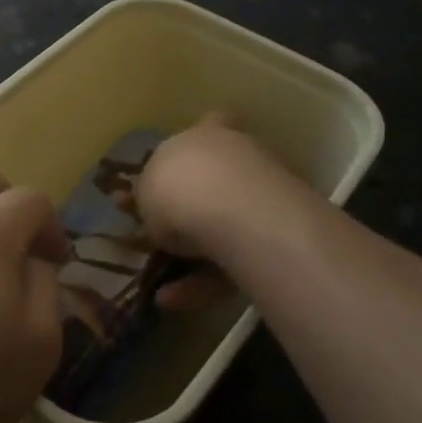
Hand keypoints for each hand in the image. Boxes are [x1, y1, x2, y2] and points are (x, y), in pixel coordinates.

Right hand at [136, 118, 291, 309]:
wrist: (233, 212)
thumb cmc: (179, 187)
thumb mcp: (145, 189)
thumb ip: (149, 192)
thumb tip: (151, 200)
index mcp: (208, 134)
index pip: (211, 122)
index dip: (199, 143)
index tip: (184, 164)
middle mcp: (241, 157)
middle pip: (217, 181)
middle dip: (195, 209)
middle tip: (165, 238)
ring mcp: (264, 196)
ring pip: (224, 228)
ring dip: (193, 256)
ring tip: (161, 287)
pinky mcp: (276, 237)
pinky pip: (233, 259)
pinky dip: (204, 281)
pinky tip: (171, 300)